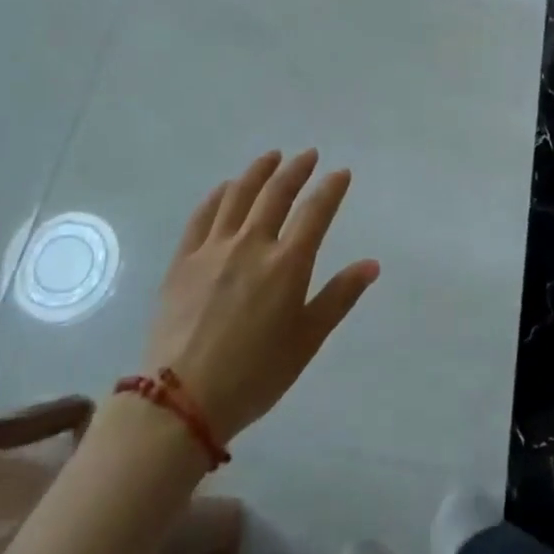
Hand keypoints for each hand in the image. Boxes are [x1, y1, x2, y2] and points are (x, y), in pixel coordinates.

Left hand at [140, 150, 379, 443]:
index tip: (340, 173)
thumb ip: (339, 297)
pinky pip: (203, 215)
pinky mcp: (183, 259)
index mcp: (287, 264)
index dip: (330, 188)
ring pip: (238, 195)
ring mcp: (213, 249)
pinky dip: (218, 195)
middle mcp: (251, 244)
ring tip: (271, 157)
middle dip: (296, 169)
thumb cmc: (256, 374)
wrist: (182, 398)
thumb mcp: (307, 340)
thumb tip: (371, 264)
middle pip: (276, 193)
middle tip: (308, 155)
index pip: (315, 212)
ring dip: (258, 171)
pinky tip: (226, 188)